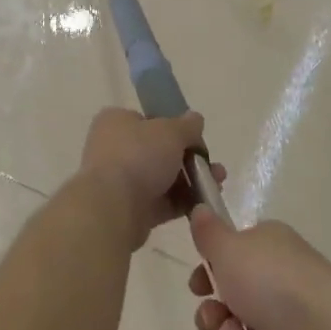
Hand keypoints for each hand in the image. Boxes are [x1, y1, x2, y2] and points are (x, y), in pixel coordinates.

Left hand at [77, 109, 223, 248]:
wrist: (113, 207)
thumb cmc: (138, 156)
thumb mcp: (170, 131)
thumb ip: (187, 125)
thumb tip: (195, 119)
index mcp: (116, 122)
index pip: (148, 120)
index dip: (174, 128)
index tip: (196, 138)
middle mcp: (114, 149)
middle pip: (160, 151)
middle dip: (191, 159)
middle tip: (214, 167)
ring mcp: (121, 181)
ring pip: (164, 178)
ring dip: (192, 181)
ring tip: (217, 185)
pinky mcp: (130, 210)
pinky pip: (162, 203)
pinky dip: (183, 203)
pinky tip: (205, 204)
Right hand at [187, 209, 330, 329]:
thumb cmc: (275, 283)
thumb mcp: (230, 248)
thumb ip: (209, 233)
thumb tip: (200, 208)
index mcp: (269, 249)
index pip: (229, 260)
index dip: (208, 276)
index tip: (198, 287)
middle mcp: (279, 283)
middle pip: (226, 304)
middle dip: (211, 318)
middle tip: (216, 322)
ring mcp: (289, 326)